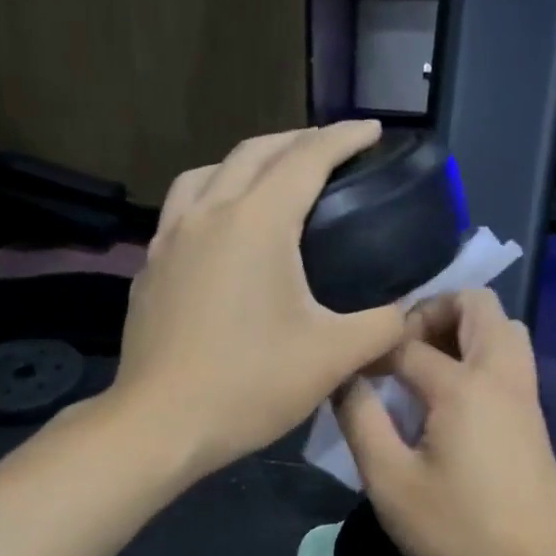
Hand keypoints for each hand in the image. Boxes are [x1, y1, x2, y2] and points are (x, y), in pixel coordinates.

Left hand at [111, 122, 404, 478]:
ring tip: (269, 180)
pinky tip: (220, 232)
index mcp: (256, 223)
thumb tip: (406, 313)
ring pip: (207, 174)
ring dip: (245, 163)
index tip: (373, 130)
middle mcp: (207, 214)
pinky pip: (181, 211)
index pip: (307, 157)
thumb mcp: (332, 358)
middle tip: (330, 149)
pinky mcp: (149, 270)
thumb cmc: (248, 385)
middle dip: (297, 140)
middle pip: (254, 152)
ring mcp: (169, 240)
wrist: (160, 424)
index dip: (345, 138)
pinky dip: (210, 199)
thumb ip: (381, 327)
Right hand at [336, 290, 555, 555]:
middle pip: (476, 305)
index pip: (406, 341)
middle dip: (430, 312)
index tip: (345, 370)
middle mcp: (501, 375)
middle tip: (395, 349)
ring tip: (419, 369)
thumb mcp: (391, 483)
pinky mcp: (532, 419)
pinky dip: (477, 355)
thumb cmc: (460, 533)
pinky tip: (445, 400)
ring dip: (460, 331)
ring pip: (501, 329)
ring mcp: (525, 395)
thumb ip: (361, 421)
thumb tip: (344, 378)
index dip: (370, 350)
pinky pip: (507, 360)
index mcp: (464, 385)